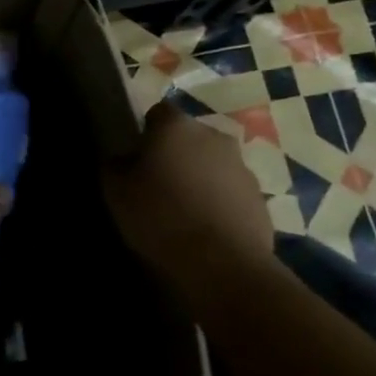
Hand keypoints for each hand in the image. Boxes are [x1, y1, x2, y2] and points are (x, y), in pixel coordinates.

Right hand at [102, 101, 274, 296]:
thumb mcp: (117, 193)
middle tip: (159, 185)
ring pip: (213, 164)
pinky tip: (207, 230)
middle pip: (189, 137)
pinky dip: (220, 202)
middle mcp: (213, 135)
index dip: (145, 133)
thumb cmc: (161, 217)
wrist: (223, 263)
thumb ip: (114, 167)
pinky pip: (231, 192)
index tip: (137, 159)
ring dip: (200, 178)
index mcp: (176, 126)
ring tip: (184, 212)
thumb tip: (121, 159)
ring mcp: (242, 165)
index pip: (157, 113)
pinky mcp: (260, 196)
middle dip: (176, 155)